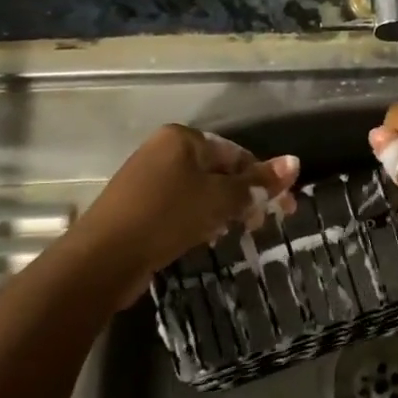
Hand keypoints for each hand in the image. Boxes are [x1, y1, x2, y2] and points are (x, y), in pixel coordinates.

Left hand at [67, 126, 300, 300]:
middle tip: (261, 226)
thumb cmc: (167, 217)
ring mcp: (147, 179)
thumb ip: (257, 183)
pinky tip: (205, 239)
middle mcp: (163, 151)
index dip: (263, 180)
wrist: (102, 259)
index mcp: (182, 138)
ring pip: (200, 191)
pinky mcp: (138, 207)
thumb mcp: (219, 199)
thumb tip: (295, 162)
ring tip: (235, 234)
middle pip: (218, 172)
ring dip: (223, 211)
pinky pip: (180, 207)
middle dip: (244, 198)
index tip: (283, 209)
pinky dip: (198, 220)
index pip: (237, 154)